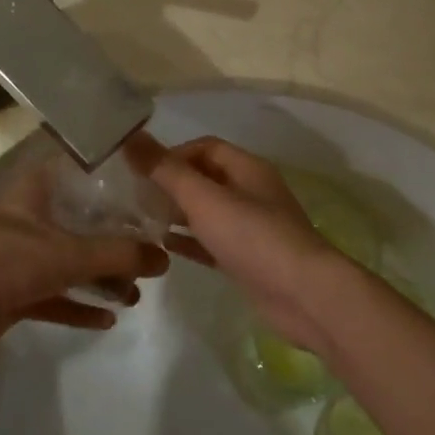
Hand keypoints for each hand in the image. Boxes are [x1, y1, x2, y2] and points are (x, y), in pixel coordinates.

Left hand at [0, 158, 167, 359]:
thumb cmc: (7, 262)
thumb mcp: (69, 254)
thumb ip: (118, 254)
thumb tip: (164, 259)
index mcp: (39, 191)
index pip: (84, 172)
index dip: (116, 179)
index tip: (150, 191)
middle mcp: (33, 217)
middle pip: (84, 222)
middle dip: (117, 240)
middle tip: (151, 252)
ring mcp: (24, 256)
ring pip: (73, 262)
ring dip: (102, 278)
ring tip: (136, 292)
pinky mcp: (18, 291)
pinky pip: (58, 296)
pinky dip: (81, 306)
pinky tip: (109, 319)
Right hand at [128, 132, 348, 352]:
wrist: (303, 296)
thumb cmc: (254, 238)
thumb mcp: (205, 199)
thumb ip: (167, 171)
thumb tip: (131, 138)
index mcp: (247, 168)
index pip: (205, 147)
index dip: (173, 154)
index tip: (142, 173)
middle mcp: (251, 192)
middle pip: (205, 178)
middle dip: (171, 184)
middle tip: (135, 199)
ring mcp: (252, 227)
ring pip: (208, 211)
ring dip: (178, 213)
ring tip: (141, 221)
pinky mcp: (248, 259)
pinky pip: (212, 241)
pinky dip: (189, 240)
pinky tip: (164, 247)